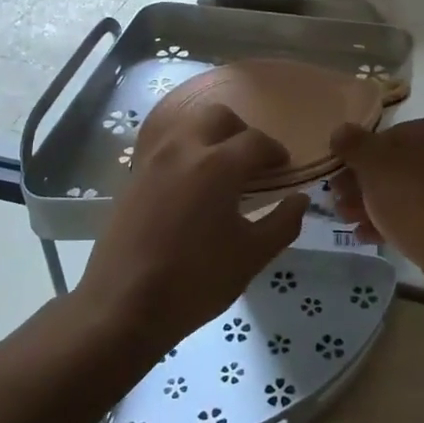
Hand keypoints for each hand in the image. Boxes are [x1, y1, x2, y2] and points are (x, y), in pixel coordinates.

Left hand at [76, 104, 306, 353]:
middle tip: (251, 161)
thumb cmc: (195, 281)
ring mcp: (153, 160)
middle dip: (240, 131)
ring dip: (209, 135)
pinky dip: (184, 150)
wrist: (123, 306)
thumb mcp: (251, 257)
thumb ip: (282, 223)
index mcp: (218, 165)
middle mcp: (184, 149)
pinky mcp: (133, 176)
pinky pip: (164, 145)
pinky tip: (190, 184)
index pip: (256, 141)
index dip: (275, 151)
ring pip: (186, 125)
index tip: (284, 168)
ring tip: (220, 168)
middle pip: (217, 116)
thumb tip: (300, 200)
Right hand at [328, 117, 423, 286]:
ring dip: (375, 203)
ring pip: (410, 192)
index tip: (340, 172)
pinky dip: (395, 221)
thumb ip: (353, 144)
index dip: (360, 153)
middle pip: (400, 165)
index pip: (392, 134)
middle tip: (338, 198)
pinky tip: (367, 235)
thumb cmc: (415, 199)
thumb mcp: (373, 165)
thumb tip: (341, 132)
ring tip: (346, 218)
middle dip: (365, 183)